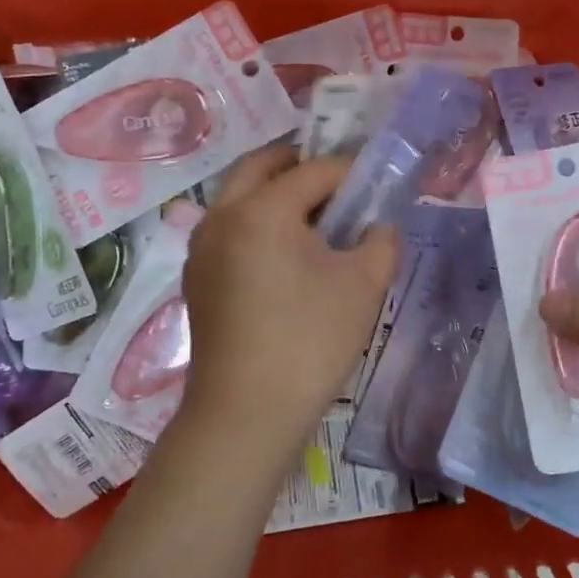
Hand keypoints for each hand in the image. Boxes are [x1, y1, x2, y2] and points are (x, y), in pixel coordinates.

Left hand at [177, 147, 398, 470]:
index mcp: (261, 209)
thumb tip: (378, 227)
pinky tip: (283, 253)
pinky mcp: (197, 280)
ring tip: (312, 215)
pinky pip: (227, 230)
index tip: (375, 181)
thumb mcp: (363, 285)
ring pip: (236, 198)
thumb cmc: (309, 341)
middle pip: (259, 168)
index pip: (313, 172)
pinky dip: (254, 222)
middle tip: (334, 179)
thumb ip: (381, 241)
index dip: (350, 172)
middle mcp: (222, 217)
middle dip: (297, 164)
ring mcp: (201, 249)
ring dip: (271, 192)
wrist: (246, 413)